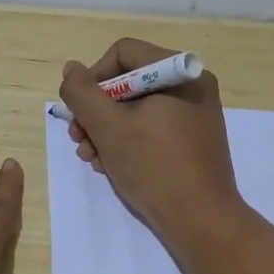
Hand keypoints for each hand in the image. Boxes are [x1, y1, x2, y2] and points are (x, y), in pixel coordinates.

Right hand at [60, 38, 241, 240]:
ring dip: (106, 130)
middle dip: (96, 112)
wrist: (201, 220)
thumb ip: (82, 93)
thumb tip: (72, 69)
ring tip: (91, 158)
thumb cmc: (153, 167)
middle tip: (78, 139)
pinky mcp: (192, 140)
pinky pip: (152, 127)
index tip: (79, 110)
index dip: (93, 78)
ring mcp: (194, 114)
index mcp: (179, 73)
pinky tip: (111, 166)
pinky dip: (128, 141)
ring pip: (137, 108)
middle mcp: (191, 86)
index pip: (123, 53)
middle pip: (128, 82)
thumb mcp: (107, 127)